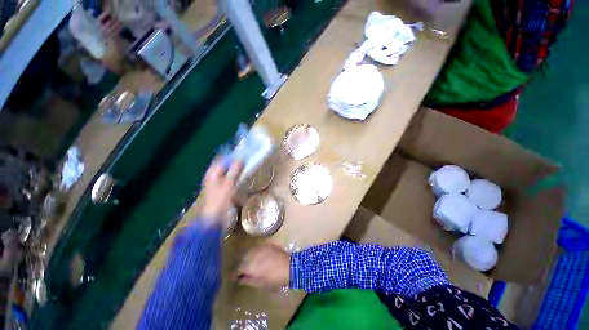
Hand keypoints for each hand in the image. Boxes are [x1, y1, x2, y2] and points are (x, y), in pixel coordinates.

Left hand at [200, 159, 242, 226]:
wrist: (214, 217)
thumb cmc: (219, 199)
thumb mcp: (228, 184)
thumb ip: (234, 171)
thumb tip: (240, 158)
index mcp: (213, 172)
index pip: (222, 158)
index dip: (232, 155)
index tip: (244, 153)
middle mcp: (215, 175)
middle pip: (226, 165)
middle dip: (236, 162)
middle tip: (248, 159)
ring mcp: (219, 182)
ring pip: (230, 171)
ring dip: (238, 169)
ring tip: (248, 166)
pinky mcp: (224, 188)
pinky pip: (232, 179)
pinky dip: (237, 177)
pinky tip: (244, 177)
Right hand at [237, 245, 289, 289]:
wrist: (289, 267)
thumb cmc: (274, 279)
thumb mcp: (260, 284)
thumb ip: (248, 280)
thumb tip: (240, 279)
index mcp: (250, 265)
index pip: (238, 268)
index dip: (235, 274)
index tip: (235, 278)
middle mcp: (253, 254)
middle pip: (243, 258)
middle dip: (241, 264)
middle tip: (243, 271)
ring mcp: (261, 248)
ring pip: (250, 251)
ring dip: (248, 257)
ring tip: (250, 263)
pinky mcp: (267, 244)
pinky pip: (258, 248)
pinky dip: (256, 253)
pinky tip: (259, 257)